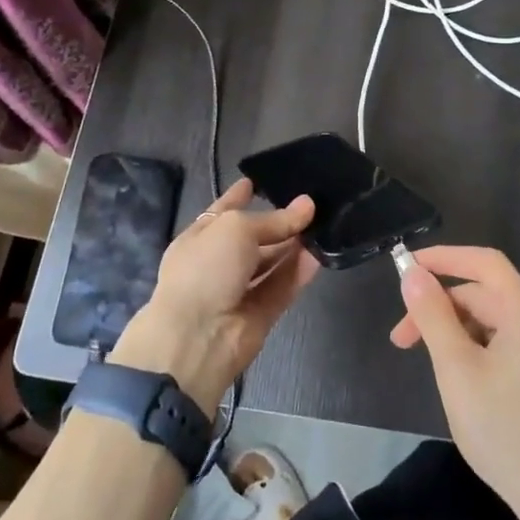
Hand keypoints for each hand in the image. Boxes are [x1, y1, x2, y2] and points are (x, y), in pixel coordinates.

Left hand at [110, 178, 318, 407]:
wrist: (197, 337)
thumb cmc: (206, 269)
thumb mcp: (237, 229)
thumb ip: (274, 219)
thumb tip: (307, 205)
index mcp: (200, 238)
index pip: (222, 211)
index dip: (238, 196)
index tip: (256, 181)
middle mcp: (218, 263)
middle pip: (252, 238)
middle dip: (277, 223)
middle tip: (310, 205)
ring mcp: (238, 290)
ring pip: (270, 263)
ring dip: (293, 246)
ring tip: (322, 225)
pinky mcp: (259, 314)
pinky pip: (282, 287)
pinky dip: (298, 272)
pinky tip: (319, 255)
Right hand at [391, 245, 519, 512]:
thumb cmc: (502, 427)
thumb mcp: (456, 368)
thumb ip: (432, 316)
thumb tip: (412, 274)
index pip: (485, 263)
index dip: (445, 257)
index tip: (408, 266)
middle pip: (484, 294)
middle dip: (440, 306)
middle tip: (402, 336)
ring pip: (491, 320)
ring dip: (453, 329)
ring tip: (423, 358)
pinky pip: (502, 343)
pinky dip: (472, 347)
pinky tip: (453, 373)